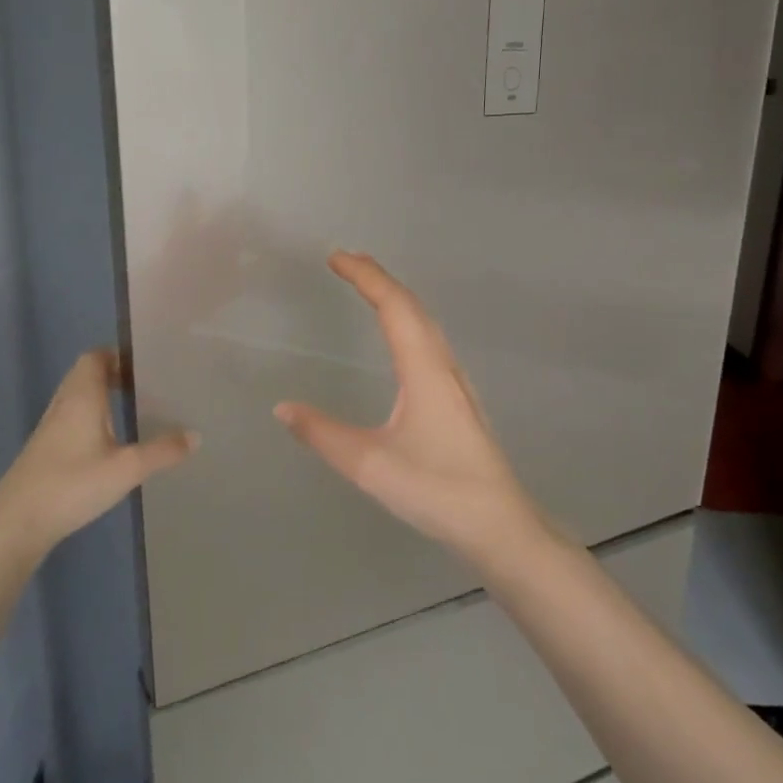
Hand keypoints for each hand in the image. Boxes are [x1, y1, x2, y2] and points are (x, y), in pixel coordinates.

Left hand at [0, 351, 195, 655]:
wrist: (17, 522)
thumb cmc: (73, 484)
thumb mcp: (127, 468)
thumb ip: (163, 451)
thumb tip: (196, 435)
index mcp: (82, 396)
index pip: (95, 357)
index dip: (118, 355)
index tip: (145, 364)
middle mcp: (64, 404)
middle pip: (85, 374)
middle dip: (113, 374)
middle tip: (146, 385)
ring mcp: (50, 427)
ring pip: (77, 397)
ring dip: (101, 396)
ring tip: (133, 408)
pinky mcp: (45, 449)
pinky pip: (72, 417)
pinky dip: (91, 417)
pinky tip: (109, 441)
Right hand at [275, 252, 545, 561]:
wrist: (499, 524)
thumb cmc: (437, 490)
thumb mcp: (370, 465)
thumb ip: (323, 435)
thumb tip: (283, 408)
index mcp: (424, 370)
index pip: (393, 306)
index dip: (365, 276)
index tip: (335, 257)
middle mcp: (443, 366)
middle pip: (412, 307)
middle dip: (379, 278)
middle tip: (347, 261)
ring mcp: (456, 382)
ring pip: (425, 324)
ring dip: (396, 298)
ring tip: (369, 287)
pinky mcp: (459, 399)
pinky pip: (430, 342)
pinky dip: (408, 321)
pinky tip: (401, 338)